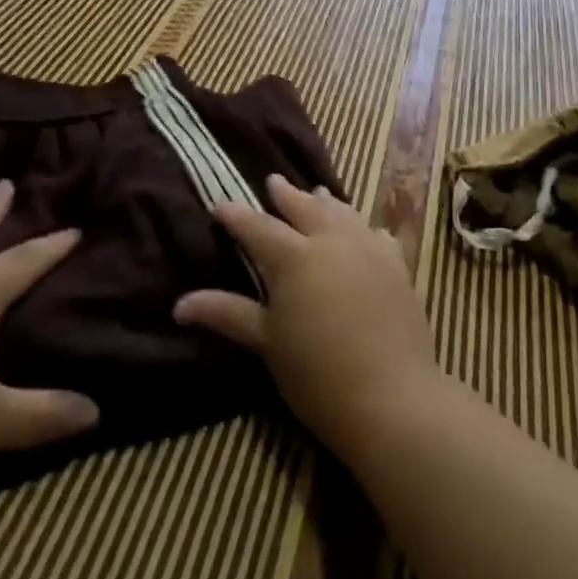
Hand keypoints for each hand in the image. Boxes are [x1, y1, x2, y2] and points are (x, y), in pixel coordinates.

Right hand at [174, 174, 436, 454]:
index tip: (220, 207)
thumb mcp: (267, 343)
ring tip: (316, 193)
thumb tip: (180, 304)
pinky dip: (364, 228)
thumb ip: (227, 314)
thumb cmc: (318, 374)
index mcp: (294, 258)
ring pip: (343, 213)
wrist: (392, 397)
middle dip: (285, 195)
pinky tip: (367, 230)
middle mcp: (331, 240)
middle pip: (304, 208)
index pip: (257, 227)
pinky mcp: (397, 266)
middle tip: (273, 181)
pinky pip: (378, 235)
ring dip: (325, 203)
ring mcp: (368, 249)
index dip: (236, 216)